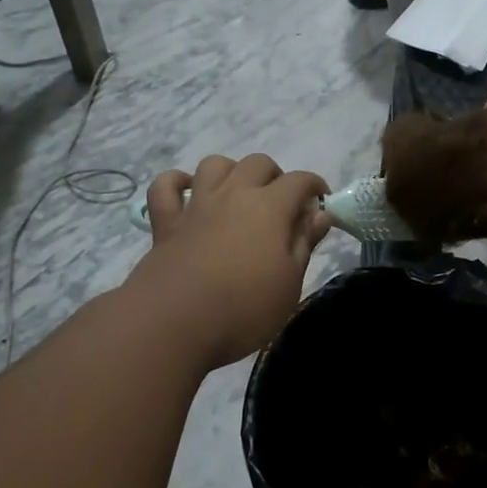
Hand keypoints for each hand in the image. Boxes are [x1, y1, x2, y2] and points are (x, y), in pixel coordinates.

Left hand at [128, 154, 330, 368]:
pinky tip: (187, 193)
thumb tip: (320, 214)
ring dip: (231, 171)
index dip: (315, 187)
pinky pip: (165, 186)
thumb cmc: (245, 309)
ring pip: (214, 165)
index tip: (321, 205)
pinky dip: (176, 182)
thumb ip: (304, 243)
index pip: (300, 181)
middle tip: (282, 205)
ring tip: (239, 195)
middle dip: (276, 176)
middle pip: (258, 164)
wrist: (175, 324)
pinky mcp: (165, 223)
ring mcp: (196, 206)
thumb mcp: (290, 283)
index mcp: (269, 208)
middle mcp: (233, 195)